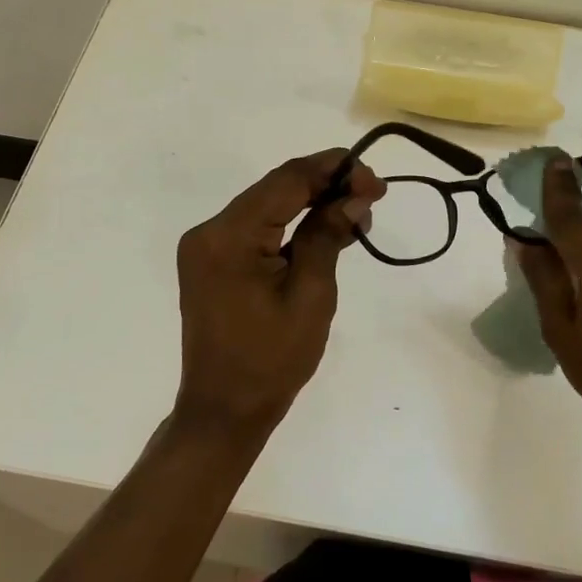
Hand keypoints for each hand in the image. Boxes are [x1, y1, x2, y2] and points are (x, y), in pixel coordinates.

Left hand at [173, 150, 384, 443]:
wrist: (224, 410)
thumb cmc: (271, 360)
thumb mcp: (310, 295)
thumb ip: (328, 235)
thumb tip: (355, 196)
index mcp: (228, 236)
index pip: (286, 181)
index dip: (333, 171)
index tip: (375, 180)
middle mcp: (210, 231)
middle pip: (275, 189)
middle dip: (326, 186)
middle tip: (373, 196)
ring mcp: (207, 247)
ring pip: (267, 207)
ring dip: (311, 205)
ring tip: (357, 216)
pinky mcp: (212, 262)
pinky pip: (256, 230)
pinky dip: (291, 227)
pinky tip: (325, 231)